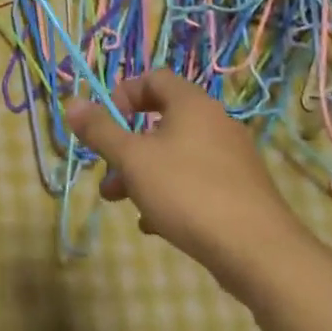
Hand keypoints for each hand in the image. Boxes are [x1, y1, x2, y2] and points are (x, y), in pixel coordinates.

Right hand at [66, 69, 305, 290]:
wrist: (259, 252)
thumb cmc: (188, 192)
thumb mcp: (133, 159)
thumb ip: (100, 130)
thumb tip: (72, 102)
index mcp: (192, 104)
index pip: (154, 78)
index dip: (123, 95)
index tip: (104, 123)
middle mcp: (215, 123)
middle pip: (161, 120)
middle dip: (126, 145)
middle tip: (106, 170)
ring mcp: (231, 159)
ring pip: (175, 155)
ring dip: (143, 173)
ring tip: (119, 202)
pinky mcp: (240, 192)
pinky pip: (195, 182)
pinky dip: (170, 194)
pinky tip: (154, 225)